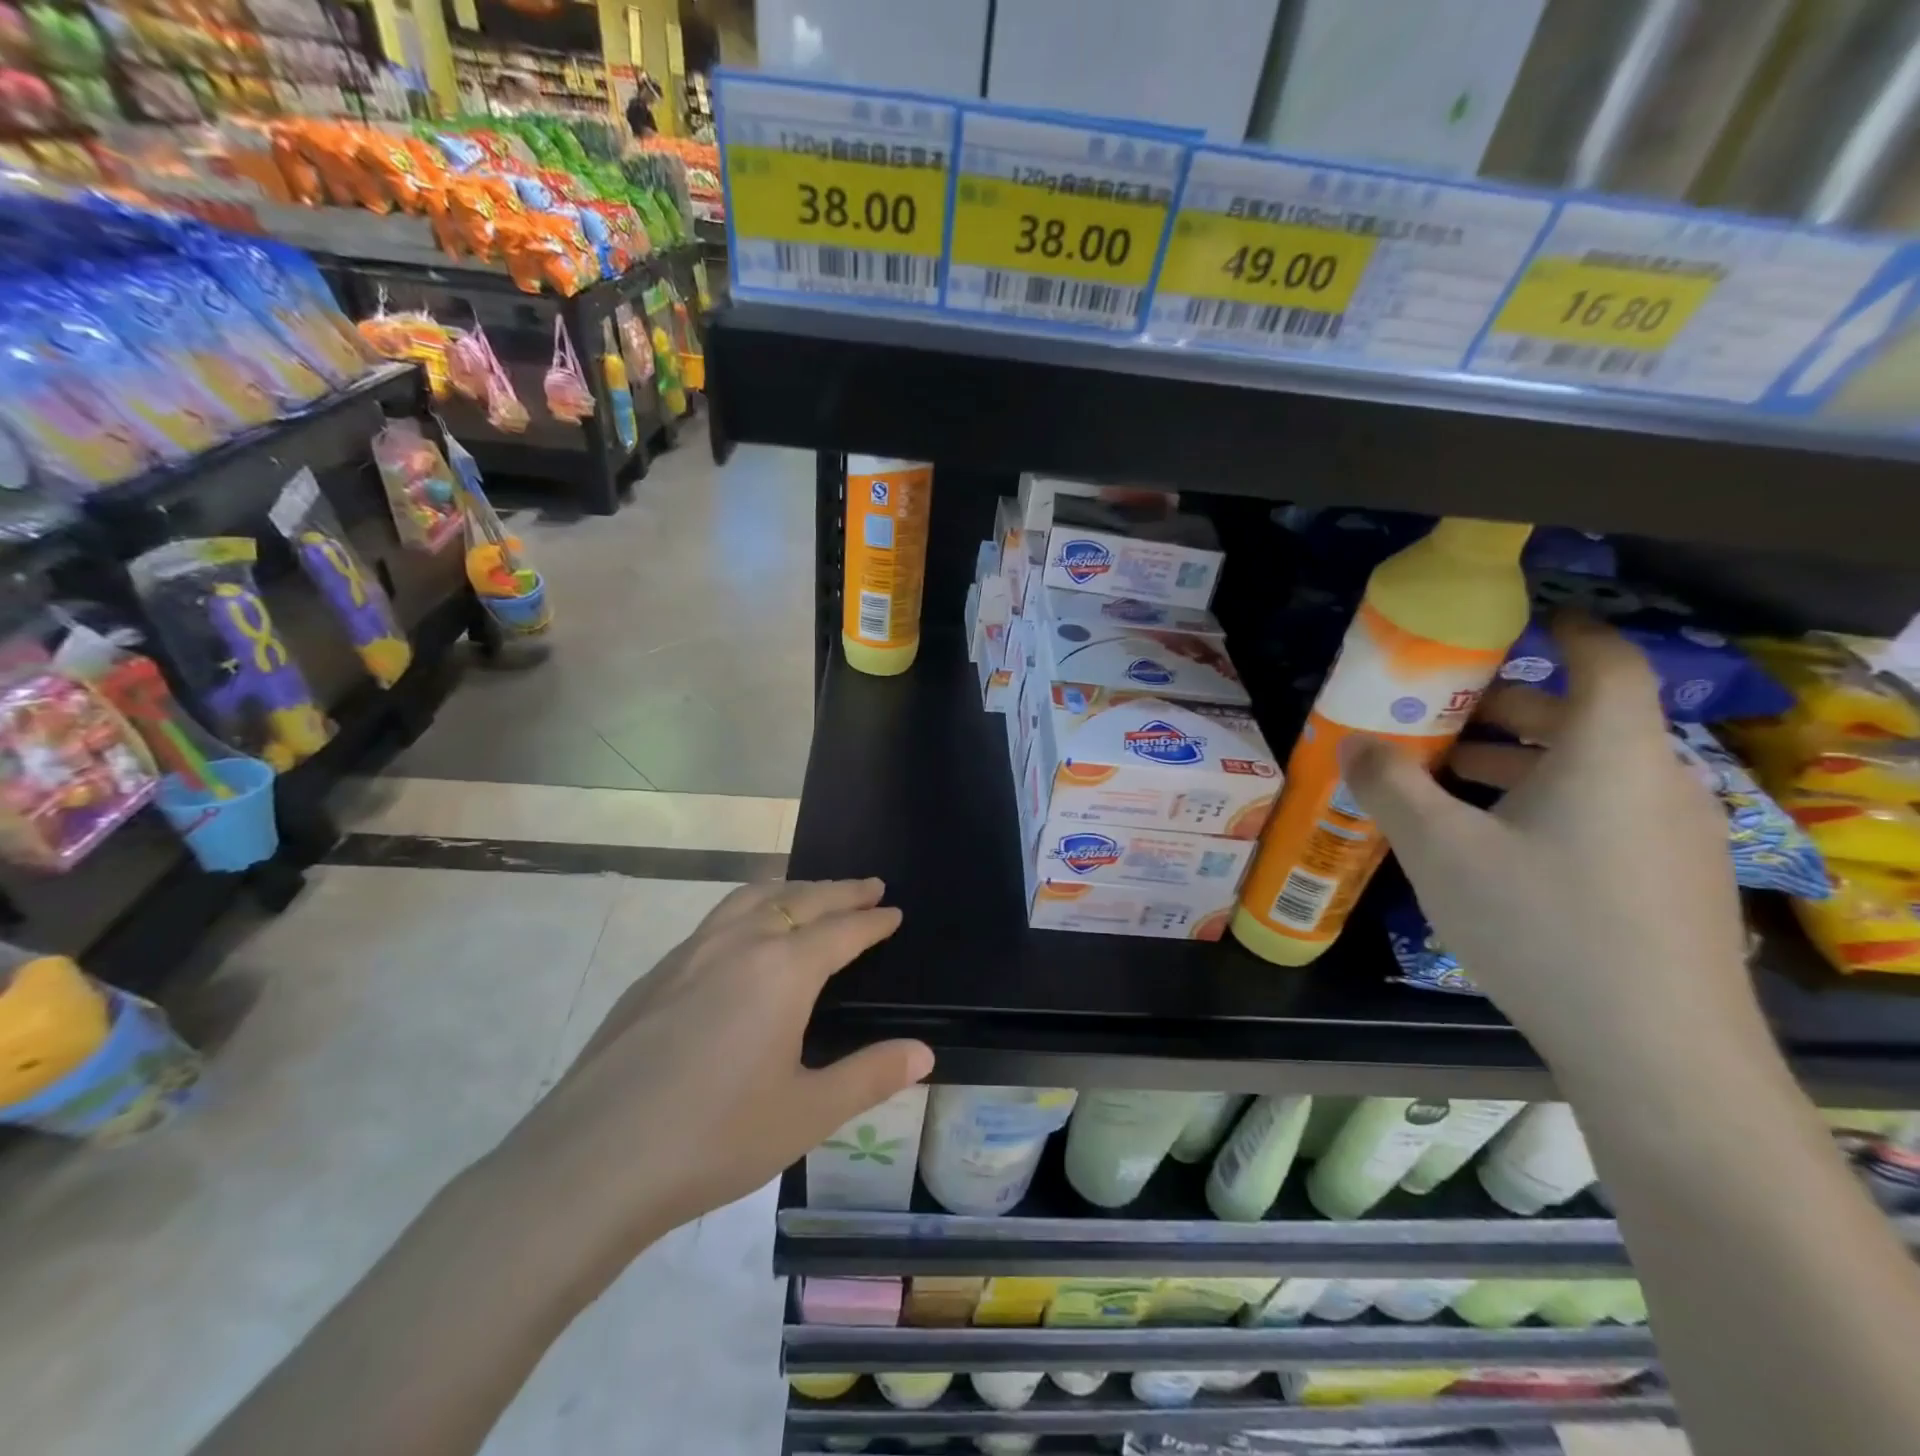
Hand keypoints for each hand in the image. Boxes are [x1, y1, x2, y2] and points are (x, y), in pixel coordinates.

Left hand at [493, 878, 931, 1295]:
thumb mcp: (806, 1115)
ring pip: (751, 897)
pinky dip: (748, 907)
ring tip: (810, 889)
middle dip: (840, 890)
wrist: (588, 1166)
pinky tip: (741, 935)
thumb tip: (924, 1051)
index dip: (873, 920)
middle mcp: (739, 944)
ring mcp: (690, 953)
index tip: (894, 911)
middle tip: (868, 885)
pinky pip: (716, 918)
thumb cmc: (713, 1140)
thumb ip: (870, 1075)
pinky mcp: (655, 974)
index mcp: (783, 970)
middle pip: (800, 899)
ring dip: (791, 887)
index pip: (842, 930)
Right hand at [1342, 617, 1757, 1082]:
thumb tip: (1353, 741)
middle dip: (1506, 708)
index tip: (1516, 625)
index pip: (1604, 659)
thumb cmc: (1541, 924)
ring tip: (1446, 782)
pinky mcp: (1672, 882)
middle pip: (1584, 717)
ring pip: (1589, 771)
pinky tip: (1492, 845)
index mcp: (1608, 752)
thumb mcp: (1440, 849)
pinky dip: (1545, 804)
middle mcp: (1655, 780)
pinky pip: (1603, 813)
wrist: (1657, 1053)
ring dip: (1517, 762)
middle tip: (1437, 718)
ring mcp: (1674, 835)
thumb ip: (1390, 785)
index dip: (1565, 631)